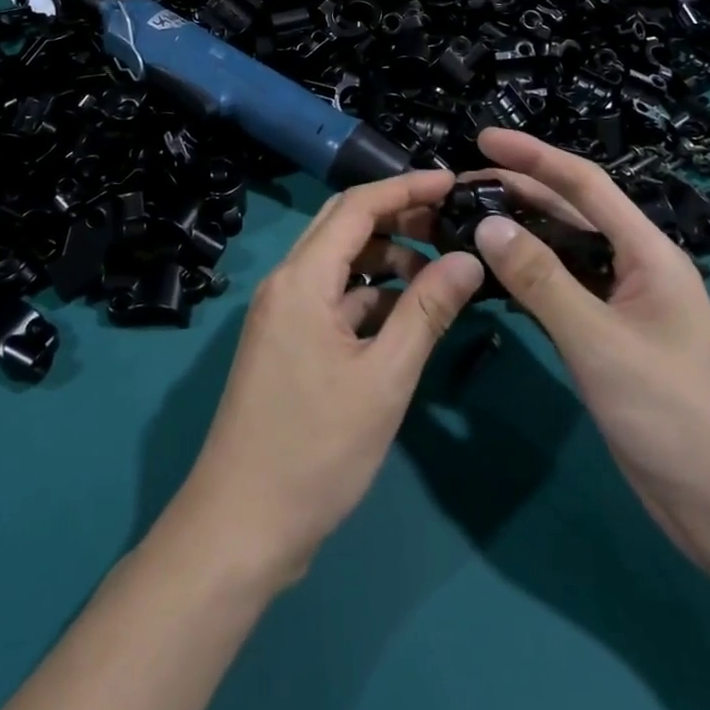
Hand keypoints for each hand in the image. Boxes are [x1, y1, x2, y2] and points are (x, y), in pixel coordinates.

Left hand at [169, 170, 485, 586]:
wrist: (241, 526)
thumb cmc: (315, 450)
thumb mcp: (384, 379)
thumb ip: (426, 312)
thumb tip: (468, 259)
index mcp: (301, 279)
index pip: (357, 207)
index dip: (406, 188)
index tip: (453, 182)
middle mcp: (286, 283)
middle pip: (344, 226)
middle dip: (397, 217)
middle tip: (450, 223)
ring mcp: (283, 313)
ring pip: (339, 263)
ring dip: (386, 259)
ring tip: (439, 274)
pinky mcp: (288, 342)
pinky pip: (333, 298)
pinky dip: (371, 296)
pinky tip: (408, 315)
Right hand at [468, 129, 709, 559]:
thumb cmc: (673, 415)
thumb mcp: (600, 342)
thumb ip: (542, 280)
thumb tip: (487, 224)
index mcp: (648, 253)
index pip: (586, 185)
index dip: (534, 155)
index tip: (483, 138)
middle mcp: (635, 267)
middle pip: (571, 212)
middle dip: (520, 189)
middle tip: (461, 184)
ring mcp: (622, 303)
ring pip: (563, 251)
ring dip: (519, 232)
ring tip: (467, 219)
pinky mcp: (608, 337)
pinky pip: (561, 289)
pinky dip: (526, 276)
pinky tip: (492, 273)